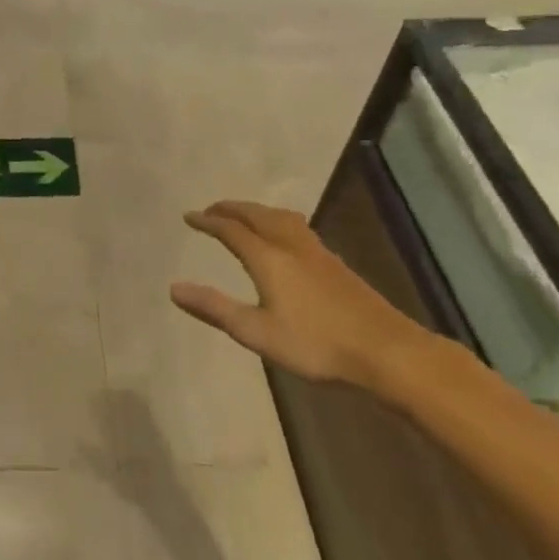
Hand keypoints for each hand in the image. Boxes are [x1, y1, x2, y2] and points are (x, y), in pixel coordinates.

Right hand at [170, 200, 431, 388]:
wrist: (385, 350)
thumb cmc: (315, 344)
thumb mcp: (257, 332)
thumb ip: (215, 308)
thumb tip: (173, 288)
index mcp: (268, 258)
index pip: (231, 230)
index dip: (208, 221)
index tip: (189, 217)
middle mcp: (291, 245)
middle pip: (257, 215)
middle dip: (231, 209)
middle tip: (211, 209)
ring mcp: (317, 252)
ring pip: (280, 217)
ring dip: (256, 211)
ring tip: (244, 215)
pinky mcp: (334, 263)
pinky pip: (297, 227)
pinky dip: (277, 221)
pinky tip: (284, 237)